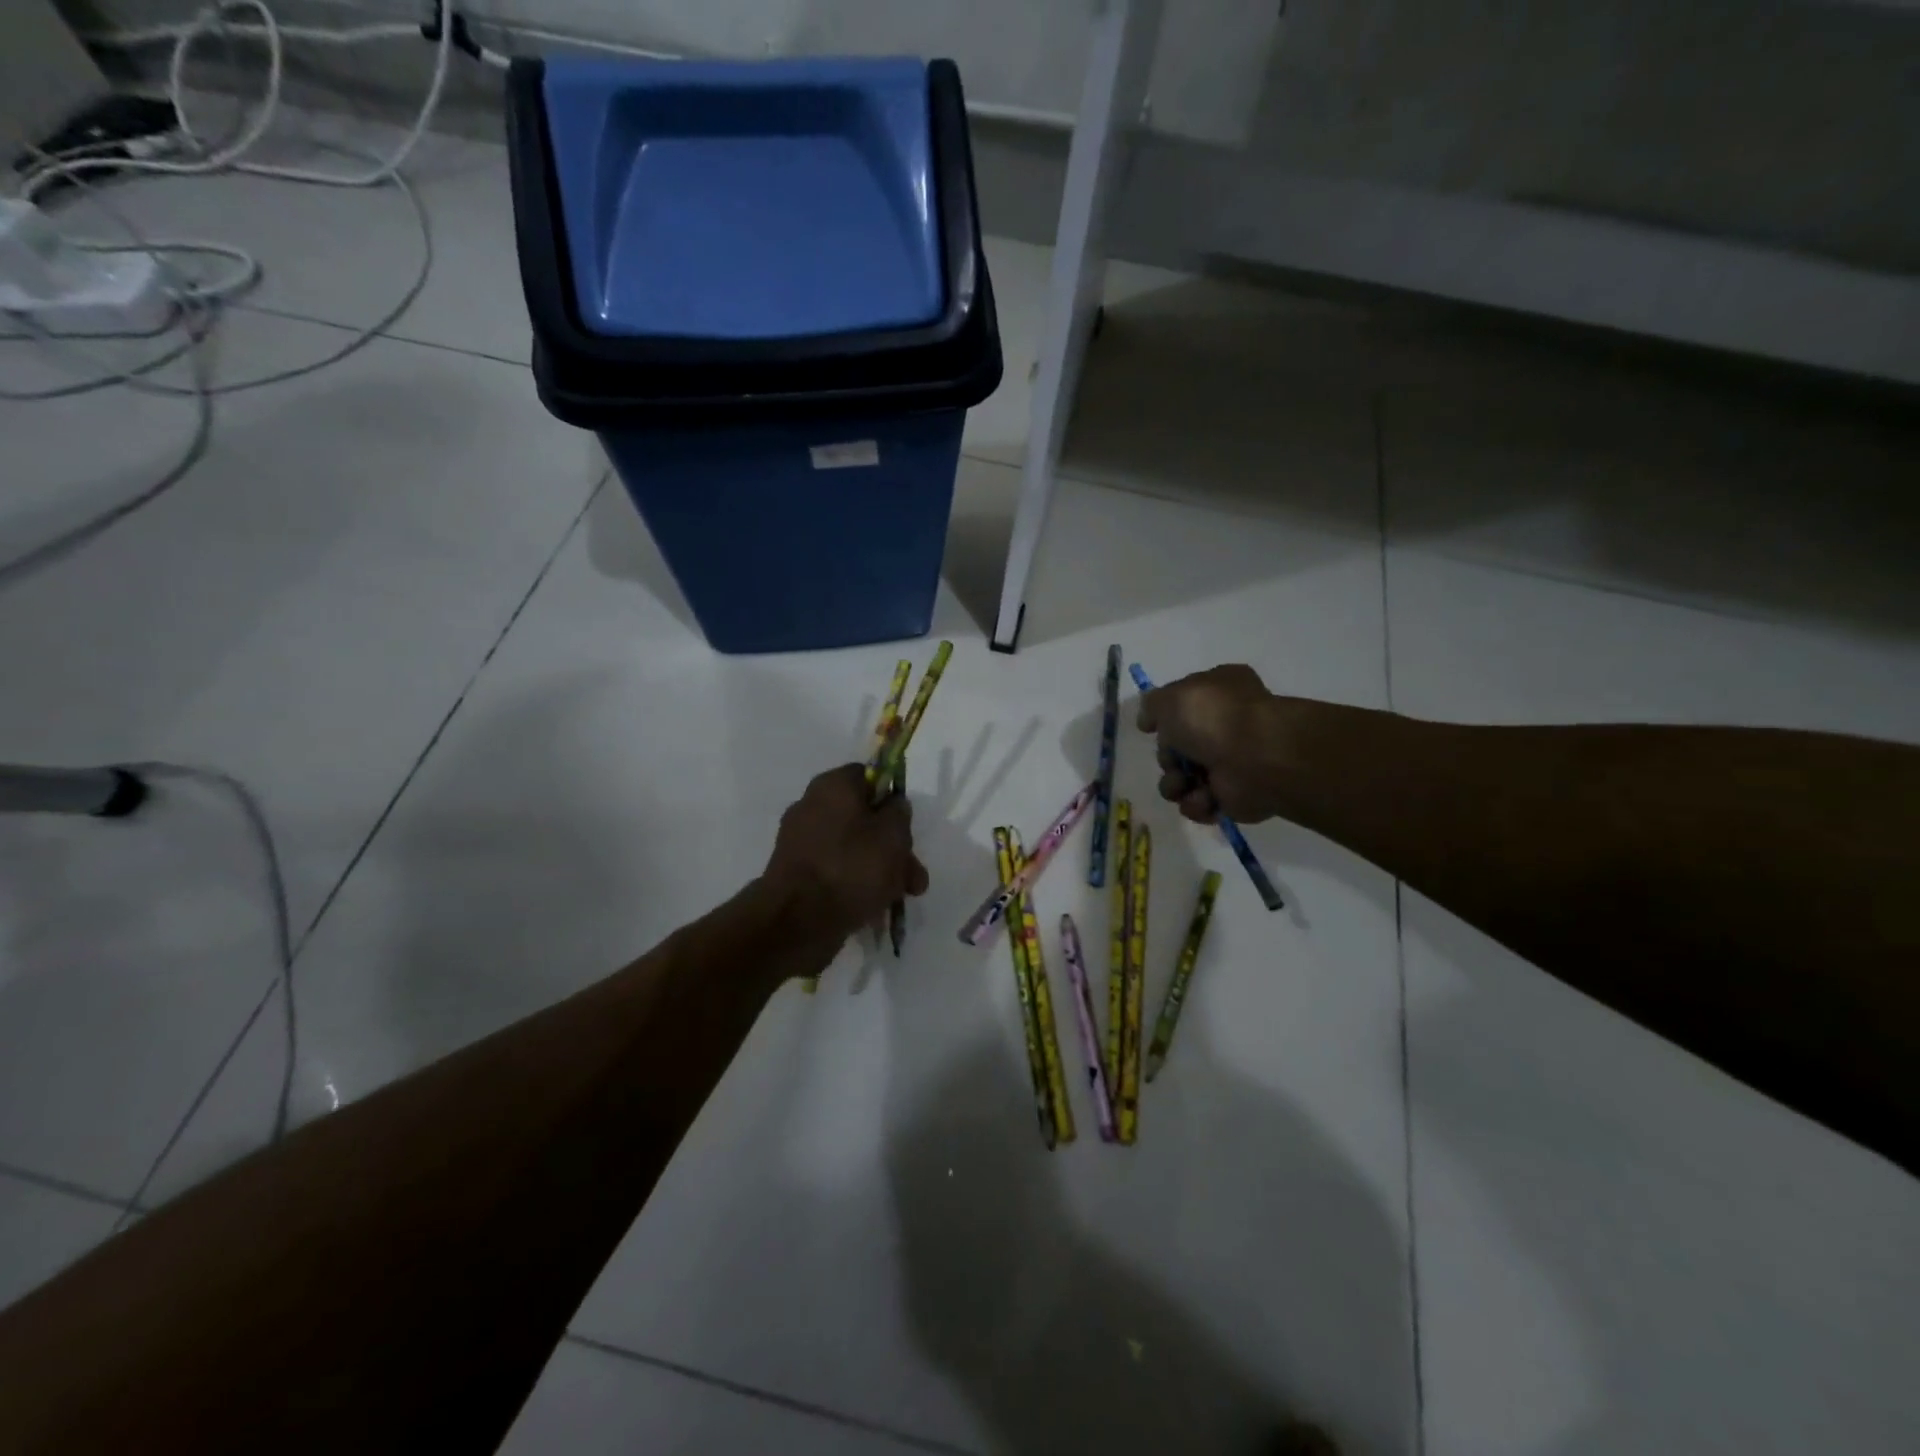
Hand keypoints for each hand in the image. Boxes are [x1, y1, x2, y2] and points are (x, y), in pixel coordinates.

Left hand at [763, 764, 929, 943]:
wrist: (798, 921)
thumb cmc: (851, 867)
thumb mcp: (893, 835)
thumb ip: (899, 813)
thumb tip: (893, 805)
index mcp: (832, 786)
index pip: (868, 776)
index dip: (892, 797)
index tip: (907, 824)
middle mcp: (812, 807)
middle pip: (864, 817)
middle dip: (894, 846)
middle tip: (913, 874)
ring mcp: (802, 843)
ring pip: (854, 848)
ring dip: (882, 869)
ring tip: (903, 897)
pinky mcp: (798, 875)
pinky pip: (836, 870)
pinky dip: (856, 883)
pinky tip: (876, 906)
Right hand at [1136, 664, 1292, 824]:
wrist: (1257, 758)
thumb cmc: (1214, 718)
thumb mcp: (1170, 698)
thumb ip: (1152, 705)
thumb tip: (1148, 720)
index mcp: (1218, 692)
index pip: (1183, 704)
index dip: (1164, 717)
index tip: (1150, 727)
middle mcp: (1225, 725)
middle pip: (1176, 747)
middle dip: (1167, 758)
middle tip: (1174, 759)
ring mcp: (1229, 762)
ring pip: (1182, 778)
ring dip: (1175, 784)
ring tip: (1184, 784)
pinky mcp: (1232, 796)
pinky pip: (1198, 803)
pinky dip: (1195, 803)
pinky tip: (1204, 797)